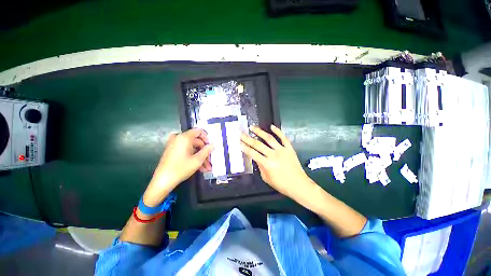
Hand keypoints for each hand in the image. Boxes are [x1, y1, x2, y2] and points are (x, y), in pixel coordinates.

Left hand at [143, 128, 212, 206]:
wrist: (162, 181)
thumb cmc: (181, 169)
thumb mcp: (197, 160)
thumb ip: (207, 150)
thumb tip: (213, 145)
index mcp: (184, 137)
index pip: (199, 131)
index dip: (207, 138)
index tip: (211, 146)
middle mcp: (179, 138)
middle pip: (196, 141)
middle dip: (204, 152)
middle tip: (210, 161)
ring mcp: (175, 145)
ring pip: (192, 148)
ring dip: (200, 157)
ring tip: (206, 168)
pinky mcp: (173, 151)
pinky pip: (186, 151)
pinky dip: (193, 157)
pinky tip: (200, 168)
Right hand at [240, 125, 314, 198]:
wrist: (299, 185)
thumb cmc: (282, 184)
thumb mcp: (266, 178)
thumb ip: (260, 167)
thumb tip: (256, 157)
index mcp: (267, 164)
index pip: (252, 153)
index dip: (244, 147)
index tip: (238, 142)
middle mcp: (273, 155)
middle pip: (258, 144)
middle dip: (247, 138)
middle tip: (241, 132)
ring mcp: (282, 150)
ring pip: (269, 138)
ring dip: (260, 132)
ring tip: (253, 127)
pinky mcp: (289, 148)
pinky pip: (283, 138)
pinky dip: (278, 131)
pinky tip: (272, 126)